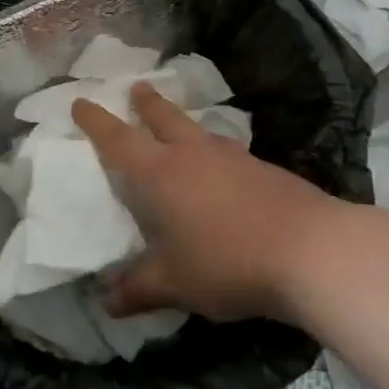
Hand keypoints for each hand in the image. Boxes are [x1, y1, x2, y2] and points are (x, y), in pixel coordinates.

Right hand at [72, 83, 345, 324]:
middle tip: (136, 88)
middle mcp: (192, 154)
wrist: (308, 250)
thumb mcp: (173, 284)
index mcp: (159, 173)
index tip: (80, 102)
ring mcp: (231, 156)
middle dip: (145, 103)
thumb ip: (137, 289)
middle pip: (163, 117)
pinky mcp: (262, 167)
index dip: (96, 121)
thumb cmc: (226, 262)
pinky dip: (212, 150)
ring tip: (178, 126)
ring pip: (197, 130)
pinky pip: (225, 150)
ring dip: (181, 123)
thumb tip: (104, 301)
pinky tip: (221, 168)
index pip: (118, 139)